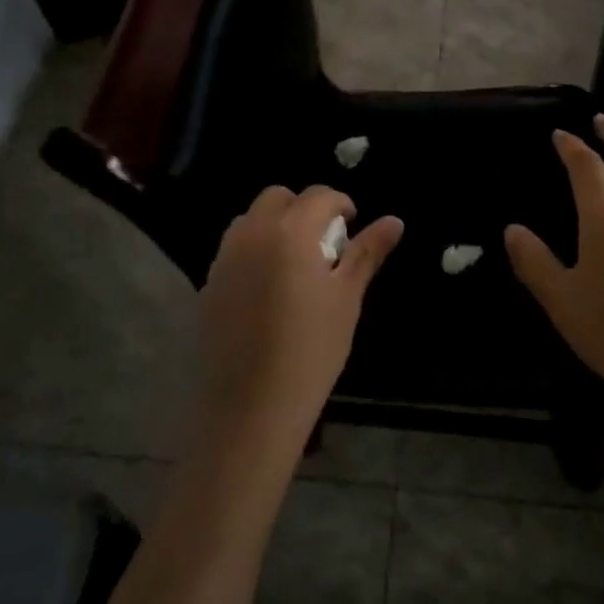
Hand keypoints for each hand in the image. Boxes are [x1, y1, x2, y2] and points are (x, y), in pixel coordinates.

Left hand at [197, 185, 402, 458]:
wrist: (251, 407)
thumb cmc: (311, 350)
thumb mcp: (346, 298)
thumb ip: (367, 253)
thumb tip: (395, 221)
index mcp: (290, 231)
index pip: (318, 195)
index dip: (340, 205)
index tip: (352, 227)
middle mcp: (252, 233)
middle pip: (278, 197)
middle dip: (304, 209)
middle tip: (324, 243)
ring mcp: (225, 257)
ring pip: (252, 219)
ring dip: (276, 225)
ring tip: (296, 264)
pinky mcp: (209, 283)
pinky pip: (234, 248)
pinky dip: (255, 249)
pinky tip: (269, 288)